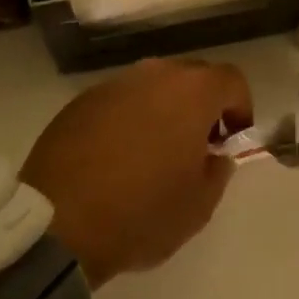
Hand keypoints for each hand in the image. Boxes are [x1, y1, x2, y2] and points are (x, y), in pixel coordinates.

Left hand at [21, 57, 250, 286]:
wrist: (57, 223)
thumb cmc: (141, 213)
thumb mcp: (199, 206)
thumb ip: (218, 171)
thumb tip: (214, 155)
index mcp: (192, 92)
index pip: (232, 80)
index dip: (240, 108)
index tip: (232, 141)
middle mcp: (154, 74)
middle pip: (192, 76)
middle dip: (202, 105)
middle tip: (195, 146)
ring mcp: (114, 84)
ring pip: (153, 86)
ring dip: (163, 110)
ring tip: (153, 152)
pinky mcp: (81, 100)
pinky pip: (119, 101)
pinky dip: (128, 119)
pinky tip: (116, 157)